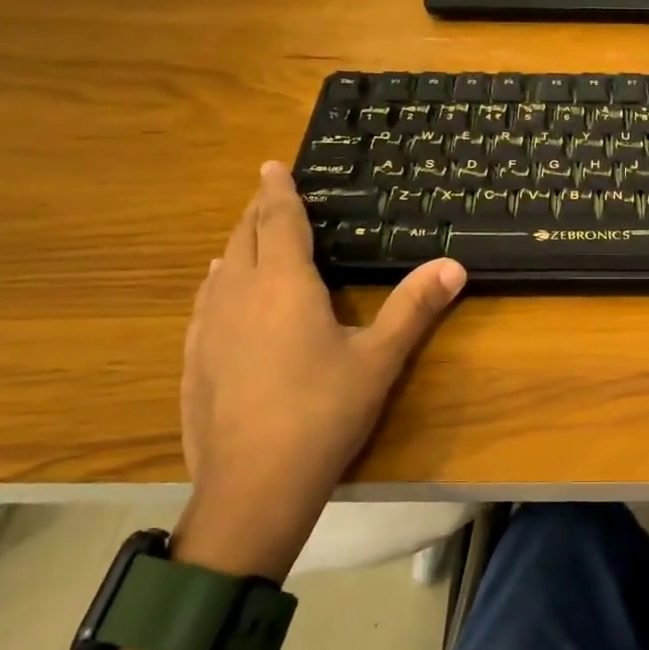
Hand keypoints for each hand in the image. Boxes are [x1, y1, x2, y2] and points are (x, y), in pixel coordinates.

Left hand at [175, 164, 466, 576]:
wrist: (254, 484)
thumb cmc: (324, 412)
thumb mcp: (379, 359)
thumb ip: (414, 308)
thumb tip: (455, 265)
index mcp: (284, 285)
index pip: (278, 222)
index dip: (278, 191)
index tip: (273, 165)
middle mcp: (238, 294)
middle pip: (243, 237)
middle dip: (257, 211)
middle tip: (268, 193)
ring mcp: (208, 327)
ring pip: (220, 268)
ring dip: (236, 244)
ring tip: (247, 235)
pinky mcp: (194, 358)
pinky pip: (205, 301)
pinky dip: (218, 281)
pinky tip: (218, 291)